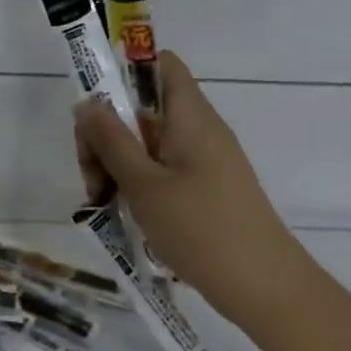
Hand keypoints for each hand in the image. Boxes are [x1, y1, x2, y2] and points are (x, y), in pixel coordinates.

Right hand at [74, 52, 314, 327]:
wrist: (264, 286)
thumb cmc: (201, 228)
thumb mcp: (143, 183)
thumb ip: (111, 140)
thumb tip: (87, 102)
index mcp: (190, 115)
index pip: (159, 64)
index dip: (123, 72)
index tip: (93, 109)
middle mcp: (198, 129)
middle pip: (142, 108)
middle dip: (107, 134)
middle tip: (91, 177)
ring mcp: (203, 161)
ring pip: (147, 144)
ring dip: (117, 165)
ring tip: (102, 203)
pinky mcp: (204, 189)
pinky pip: (161, 170)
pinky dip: (137, 184)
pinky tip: (123, 214)